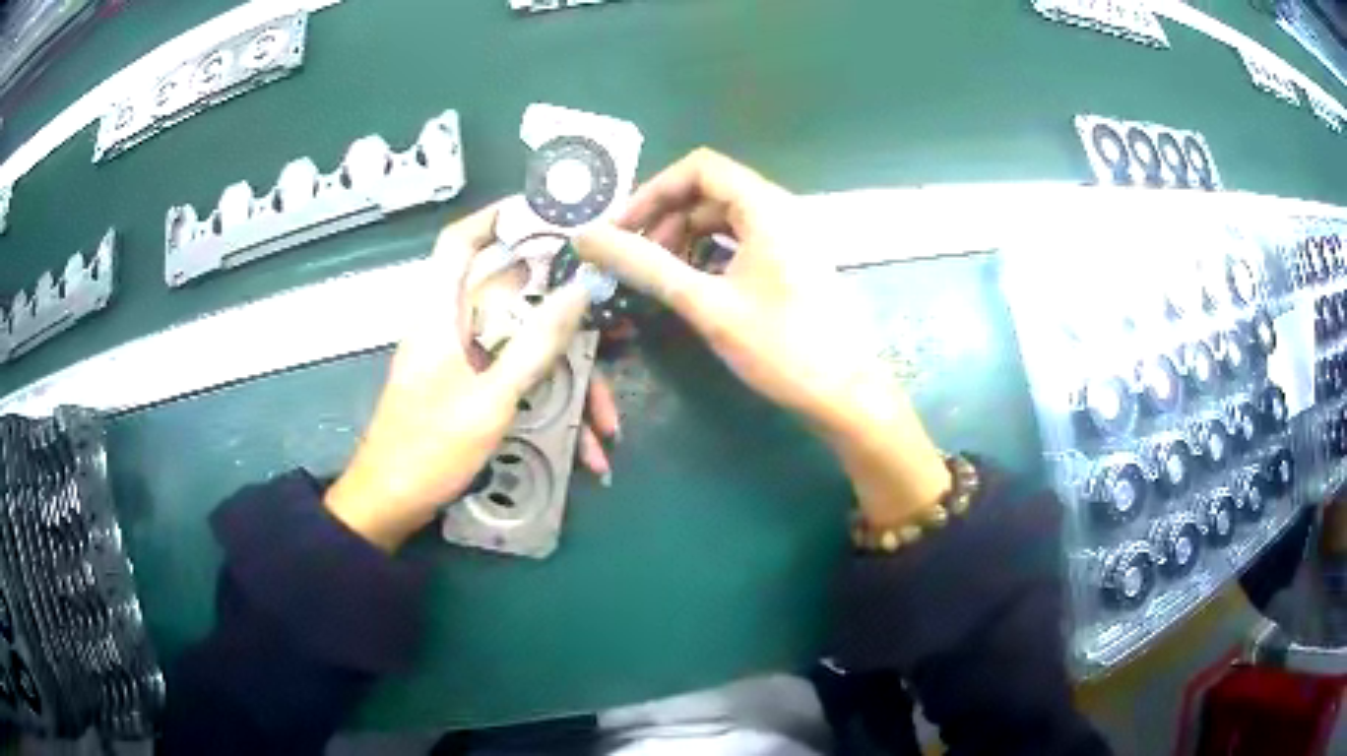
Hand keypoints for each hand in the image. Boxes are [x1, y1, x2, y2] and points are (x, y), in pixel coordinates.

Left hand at [325, 203, 592, 550]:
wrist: (391, 506)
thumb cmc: (430, 449)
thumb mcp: (491, 398)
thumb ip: (536, 344)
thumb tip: (579, 289)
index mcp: (443, 314)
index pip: (459, 242)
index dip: (496, 217)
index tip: (549, 214)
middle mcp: (454, 329)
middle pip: (514, 301)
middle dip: (569, 321)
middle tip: (617, 329)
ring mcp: (465, 364)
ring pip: (526, 351)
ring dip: (571, 387)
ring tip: (608, 429)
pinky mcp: (472, 393)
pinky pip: (520, 385)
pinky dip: (552, 412)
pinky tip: (585, 453)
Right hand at [575, 149, 950, 526]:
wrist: (845, 395)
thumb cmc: (781, 347)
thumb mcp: (705, 304)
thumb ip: (644, 265)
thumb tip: (586, 237)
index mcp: (766, 206)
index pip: (699, 168)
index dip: (653, 191)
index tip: (622, 229)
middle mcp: (781, 210)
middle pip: (711, 190)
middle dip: (666, 216)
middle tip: (634, 256)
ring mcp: (790, 236)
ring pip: (725, 216)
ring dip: (685, 235)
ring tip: (658, 272)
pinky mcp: (793, 262)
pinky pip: (741, 240)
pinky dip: (710, 252)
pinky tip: (693, 283)